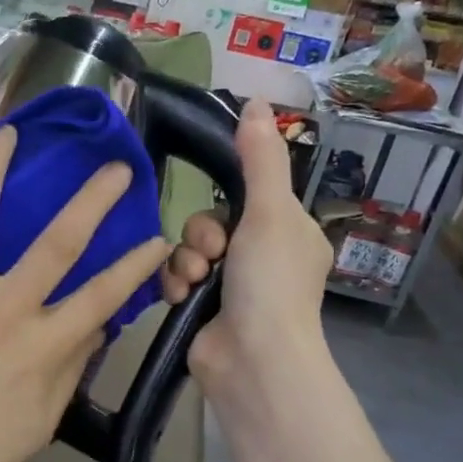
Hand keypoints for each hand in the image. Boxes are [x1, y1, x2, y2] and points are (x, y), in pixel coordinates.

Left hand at [0, 127, 169, 461]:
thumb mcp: (43, 419)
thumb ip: (70, 367)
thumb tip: (94, 326)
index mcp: (44, 344)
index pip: (105, 294)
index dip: (138, 263)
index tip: (158, 237)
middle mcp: (4, 309)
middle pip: (57, 242)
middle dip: (92, 200)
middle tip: (113, 168)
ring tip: (4, 134)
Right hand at [162, 98, 332, 410]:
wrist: (252, 360)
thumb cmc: (270, 282)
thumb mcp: (271, 212)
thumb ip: (260, 158)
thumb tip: (256, 101)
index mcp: (289, 233)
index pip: (249, 197)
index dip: (229, 201)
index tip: (226, 212)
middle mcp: (261, 258)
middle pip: (211, 222)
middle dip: (202, 235)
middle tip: (213, 255)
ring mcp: (230, 287)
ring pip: (188, 250)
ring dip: (185, 261)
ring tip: (196, 281)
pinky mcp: (201, 309)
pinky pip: (175, 278)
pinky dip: (173, 284)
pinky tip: (179, 297)